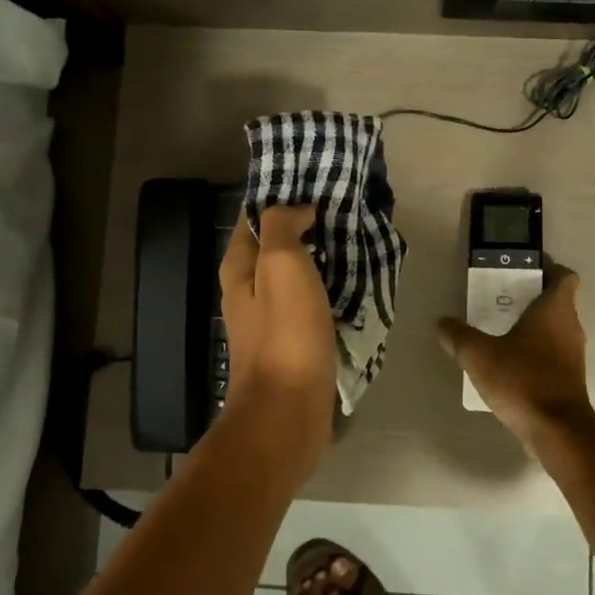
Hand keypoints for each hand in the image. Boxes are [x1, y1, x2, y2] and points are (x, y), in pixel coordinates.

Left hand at [219, 205, 337, 487]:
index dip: (279, 196)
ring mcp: (271, 320)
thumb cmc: (284, 334)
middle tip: (342, 209)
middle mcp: (249, 291)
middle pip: (275, 246)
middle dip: (304, 226)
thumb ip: (282, 227)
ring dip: (320, 258)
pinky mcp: (294, 344)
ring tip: (354, 240)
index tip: (314, 181)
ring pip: (296, 275)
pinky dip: (329, 288)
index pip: (253, 218)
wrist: (288, 412)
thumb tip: (298, 209)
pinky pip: (312, 303)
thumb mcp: (280, 266)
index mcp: (239, 269)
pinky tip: (354, 283)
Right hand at [436, 264, 594, 452]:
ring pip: (555, 329)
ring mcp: (573, 355)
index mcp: (555, 309)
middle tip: (499, 300)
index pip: (564, 276)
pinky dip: (535, 352)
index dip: (547, 269)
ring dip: (532, 327)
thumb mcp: (479, 355)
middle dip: (530, 298)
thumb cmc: (522, 380)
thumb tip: (442, 323)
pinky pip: (552, 354)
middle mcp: (570, 326)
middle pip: (557, 301)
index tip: (522, 271)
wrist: (557, 431)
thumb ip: (458, 336)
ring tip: (499, 331)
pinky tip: (508, 364)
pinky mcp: (570, 379)